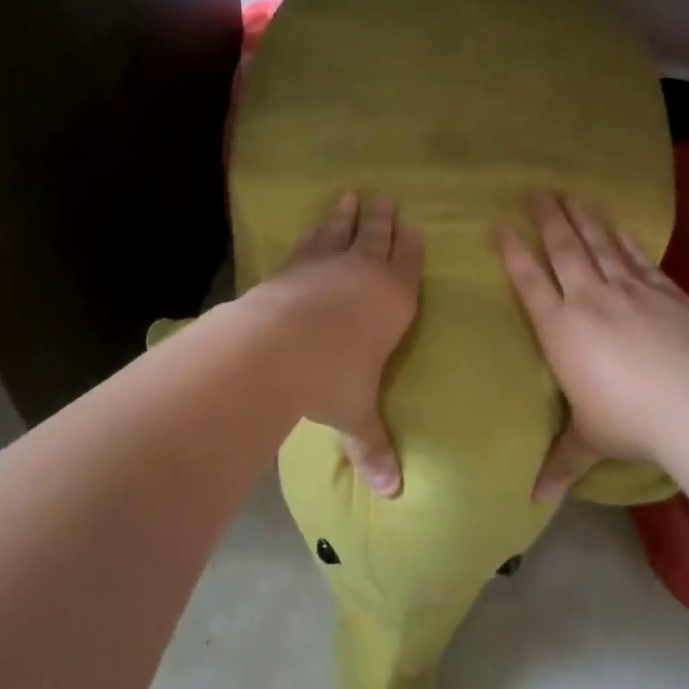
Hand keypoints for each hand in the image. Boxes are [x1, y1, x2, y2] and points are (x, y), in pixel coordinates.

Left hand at [253, 192, 422, 495]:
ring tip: (350, 196)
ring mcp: (325, 262)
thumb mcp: (357, 414)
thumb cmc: (332, 378)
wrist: (275, 347)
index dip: (411, 245)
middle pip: (378, 236)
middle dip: (383, 218)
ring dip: (347, 214)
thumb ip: (374, 447)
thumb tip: (393, 493)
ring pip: (342, 230)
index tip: (413, 225)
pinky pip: (308, 241)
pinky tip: (311, 227)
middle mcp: (363, 272)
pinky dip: (313, 230)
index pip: (409, 264)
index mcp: (394, 299)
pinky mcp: (292, 264)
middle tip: (386, 198)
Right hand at [499, 191, 688, 501]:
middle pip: (562, 248)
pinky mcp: (664, 292)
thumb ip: (560, 463)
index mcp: (559, 328)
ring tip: (569, 194)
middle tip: (536, 190)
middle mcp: (588, 299)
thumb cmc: (628, 421)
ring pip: (598, 244)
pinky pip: (637, 258)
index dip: (513, 251)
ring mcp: (628, 290)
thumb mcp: (588, 442)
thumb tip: (534, 501)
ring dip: (582, 218)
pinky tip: (618, 226)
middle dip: (547, 218)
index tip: (501, 224)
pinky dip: (625, 240)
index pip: (529, 281)